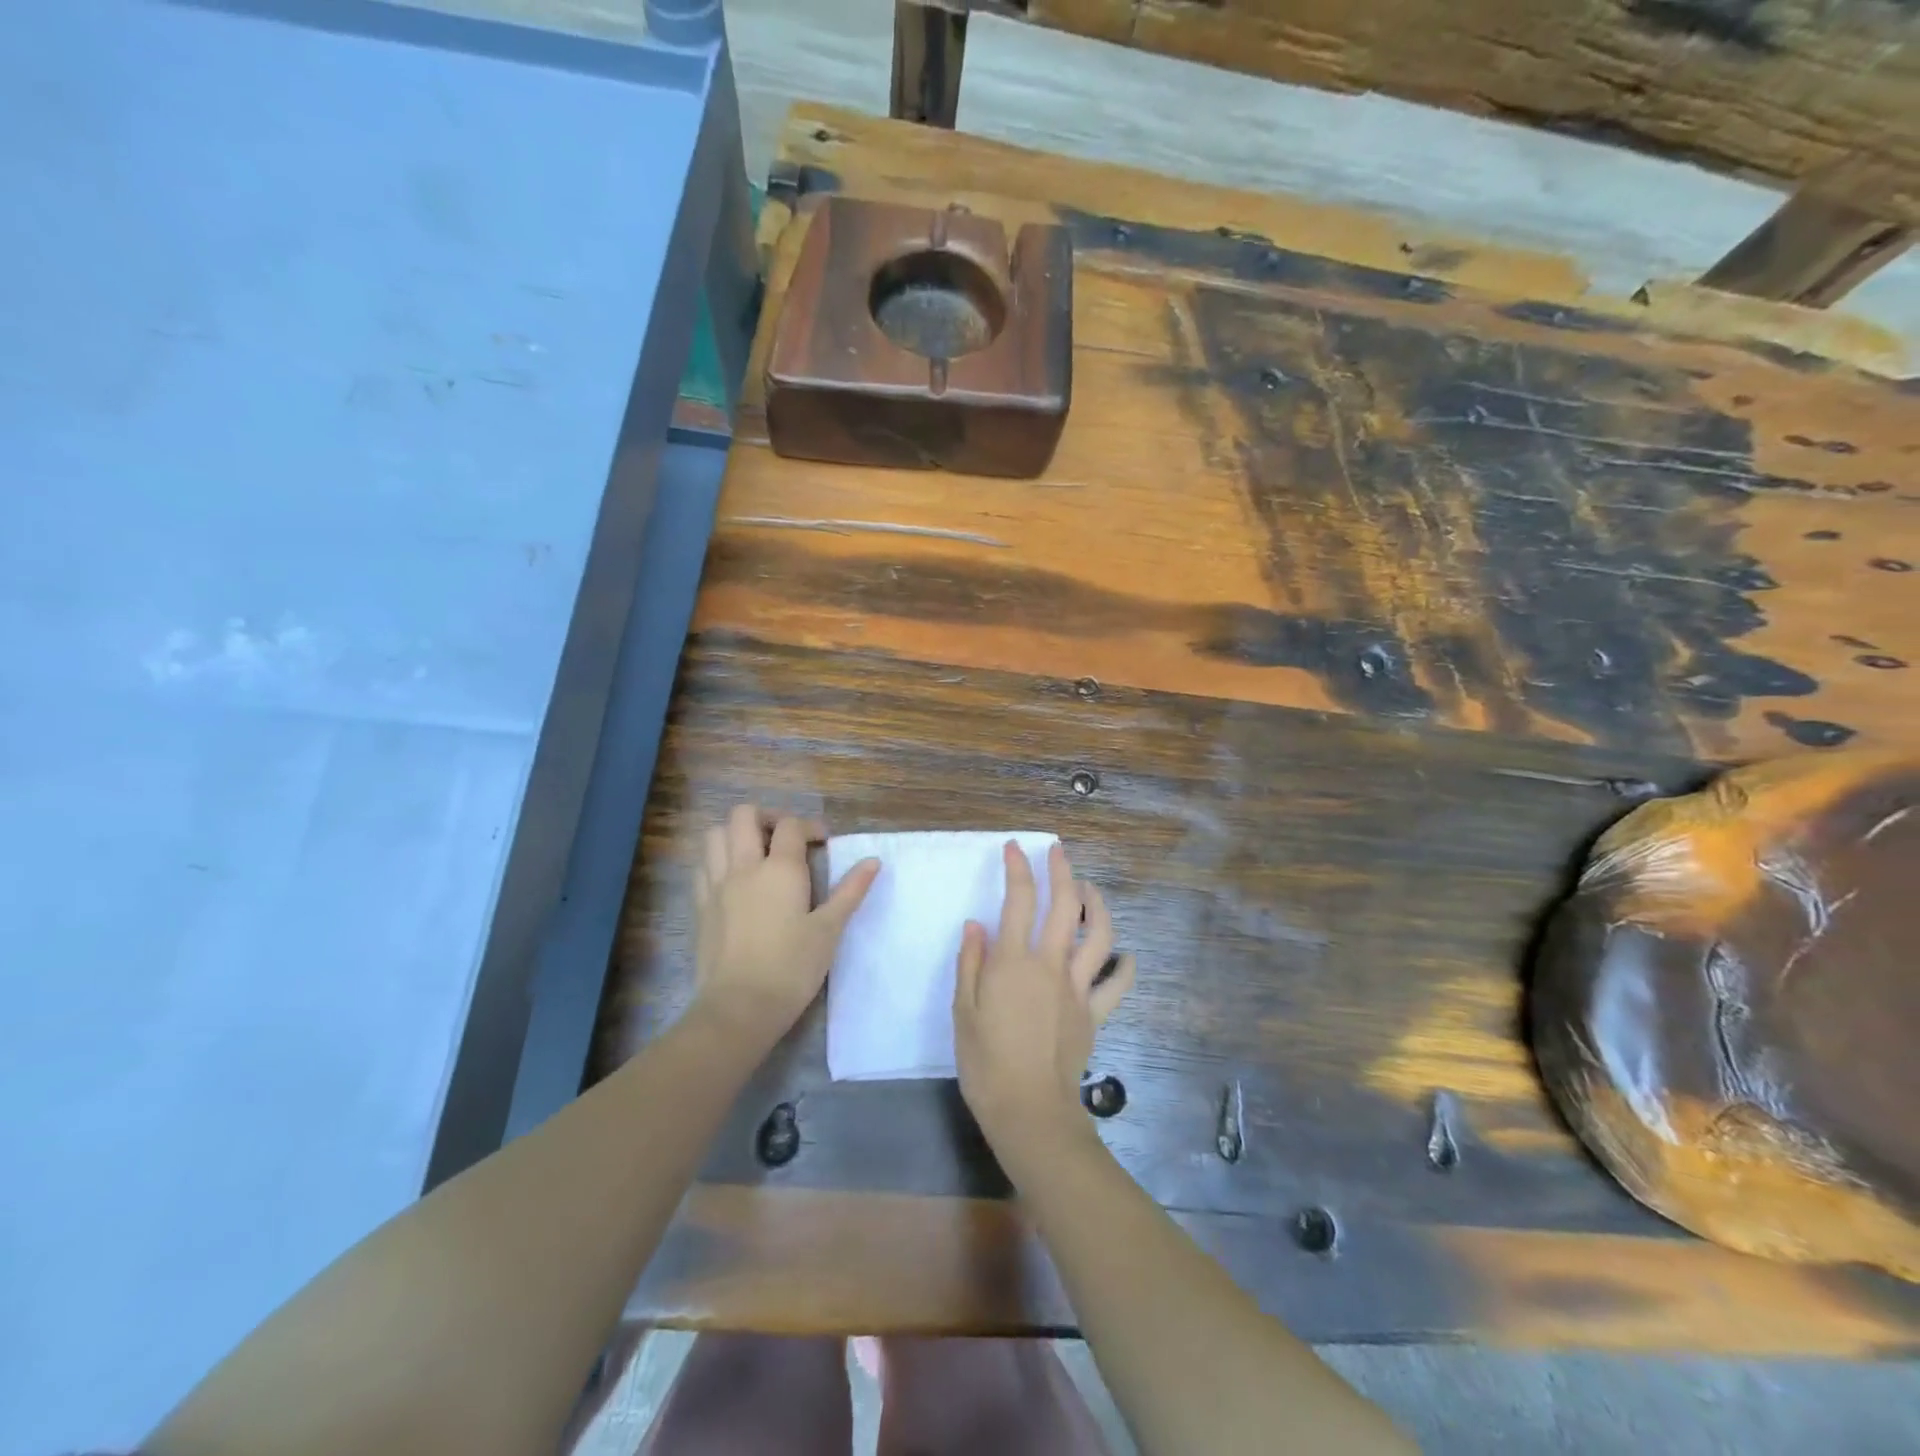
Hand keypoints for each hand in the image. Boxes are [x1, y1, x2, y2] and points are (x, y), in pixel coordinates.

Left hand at [691, 804, 879, 1049]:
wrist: (739, 1007)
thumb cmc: (792, 968)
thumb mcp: (829, 930)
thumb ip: (850, 891)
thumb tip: (873, 861)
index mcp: (780, 869)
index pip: (791, 825)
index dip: (809, 826)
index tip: (823, 841)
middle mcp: (744, 867)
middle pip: (744, 816)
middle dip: (767, 817)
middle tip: (785, 837)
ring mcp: (716, 885)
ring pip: (715, 834)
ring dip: (736, 833)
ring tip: (756, 851)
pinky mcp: (700, 906)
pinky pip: (703, 865)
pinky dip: (718, 859)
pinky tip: (734, 878)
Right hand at [952, 840, 1134, 1158]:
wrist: (1029, 1110)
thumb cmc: (985, 1061)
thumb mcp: (963, 1011)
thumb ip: (970, 963)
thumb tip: (977, 924)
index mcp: (1014, 960)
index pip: (1019, 900)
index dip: (1018, 868)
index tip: (1013, 848)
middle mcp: (1051, 964)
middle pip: (1065, 905)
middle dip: (1063, 871)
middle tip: (1058, 852)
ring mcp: (1078, 987)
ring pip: (1100, 935)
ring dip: (1098, 906)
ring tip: (1090, 890)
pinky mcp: (1095, 1012)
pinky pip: (1117, 983)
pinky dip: (1125, 965)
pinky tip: (1126, 955)